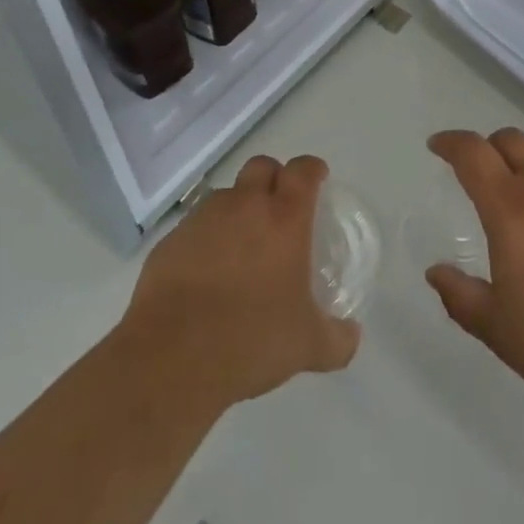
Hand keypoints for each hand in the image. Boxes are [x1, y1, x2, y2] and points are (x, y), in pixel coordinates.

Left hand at [117, 154, 359, 414]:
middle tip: (279, 208)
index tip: (318, 178)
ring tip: (240, 247)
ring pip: (226, 195)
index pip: (303, 170)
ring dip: (238, 209)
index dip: (312, 169)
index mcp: (284, 217)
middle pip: (262, 166)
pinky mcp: (171, 240)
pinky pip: (195, 226)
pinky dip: (206, 239)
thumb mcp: (308, 346)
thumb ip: (336, 338)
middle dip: (273, 178)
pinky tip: (206, 274)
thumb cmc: (252, 339)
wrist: (173, 357)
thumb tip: (352, 336)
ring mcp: (204, 218)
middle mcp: (245, 205)